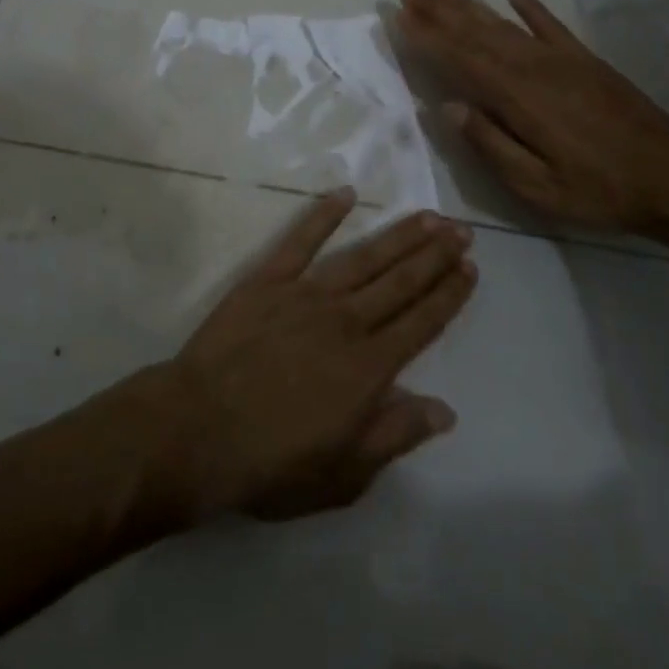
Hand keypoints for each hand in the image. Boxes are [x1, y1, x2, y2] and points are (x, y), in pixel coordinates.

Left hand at [161, 189, 475, 521]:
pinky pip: (300, 241)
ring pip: (363, 258)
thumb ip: (395, 435)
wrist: (198, 431)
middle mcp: (346, 322)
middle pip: (400, 283)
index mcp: (369, 369)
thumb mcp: (344, 475)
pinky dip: (323, 215)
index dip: (449, 295)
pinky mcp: (267, 281)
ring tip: (427, 216)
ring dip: (398, 235)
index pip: (421, 323)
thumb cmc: (272, 463)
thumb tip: (445, 410)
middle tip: (461, 230)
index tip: (470, 268)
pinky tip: (345, 193)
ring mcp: (305, 295)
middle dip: (435, 256)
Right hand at [396, 0, 668, 236]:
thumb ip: (491, 145)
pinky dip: (530, 5)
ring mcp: (563, 60)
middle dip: (439, 12)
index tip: (400, 17)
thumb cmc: (599, 190)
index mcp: (519, 98)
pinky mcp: (587, 61)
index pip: (461, 60)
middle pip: (478, 33)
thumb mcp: (537, 187)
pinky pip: (551, 24)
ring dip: (470, 5)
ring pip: (506, 24)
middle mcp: (535, 68)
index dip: (428, 38)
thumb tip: (447, 108)